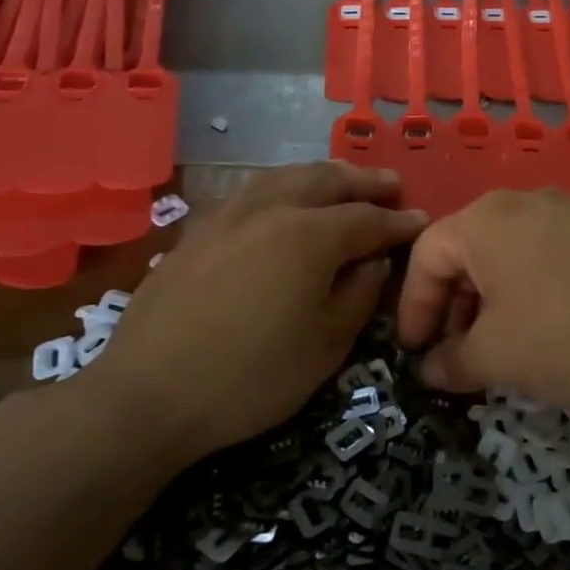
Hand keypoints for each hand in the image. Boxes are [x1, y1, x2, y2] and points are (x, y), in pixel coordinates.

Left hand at [92, 163, 425, 465]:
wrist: (146, 395)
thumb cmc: (251, 377)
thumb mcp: (326, 345)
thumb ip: (359, 294)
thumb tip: (373, 260)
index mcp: (310, 236)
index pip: (367, 219)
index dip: (398, 222)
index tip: (422, 220)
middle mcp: (271, 209)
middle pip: (327, 180)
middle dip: (364, 182)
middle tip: (391, 186)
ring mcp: (229, 214)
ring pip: (286, 176)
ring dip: (323, 175)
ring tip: (343, 180)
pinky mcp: (198, 229)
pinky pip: (253, 190)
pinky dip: (283, 185)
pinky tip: (284, 198)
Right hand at [396, 189, 569, 415]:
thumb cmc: (564, 336)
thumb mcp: (494, 358)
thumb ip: (450, 362)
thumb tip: (431, 369)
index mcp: (483, 219)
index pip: (426, 255)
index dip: (413, 307)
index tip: (414, 352)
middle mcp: (521, 201)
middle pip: (466, 249)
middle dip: (451, 304)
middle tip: (452, 352)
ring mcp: (565, 211)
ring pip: (505, 252)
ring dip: (487, 299)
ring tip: (494, 346)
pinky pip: (542, 254)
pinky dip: (524, 289)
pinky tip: (538, 329)